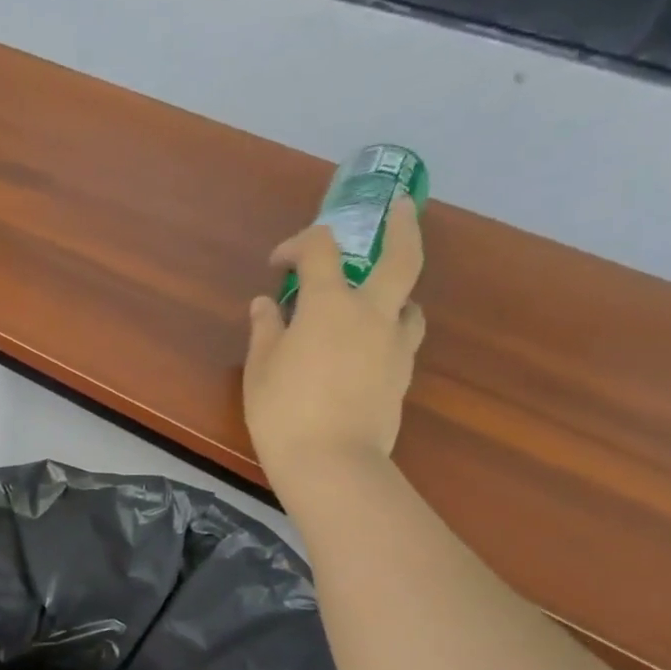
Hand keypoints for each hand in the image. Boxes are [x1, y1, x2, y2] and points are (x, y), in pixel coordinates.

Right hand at [244, 196, 426, 474]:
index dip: (298, 245)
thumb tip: (265, 305)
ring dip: (397, 293)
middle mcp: (371, 313)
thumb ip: (266, 331)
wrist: (331, 462)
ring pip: (410, 303)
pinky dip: (390, 333)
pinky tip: (372, 349)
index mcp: (329, 304)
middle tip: (401, 207)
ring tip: (379, 301)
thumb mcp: (260, 370)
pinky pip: (403, 341)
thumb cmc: (283, 413)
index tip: (279, 264)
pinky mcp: (402, 377)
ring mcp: (394, 345)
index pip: (320, 250)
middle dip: (402, 225)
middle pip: (401, 256)